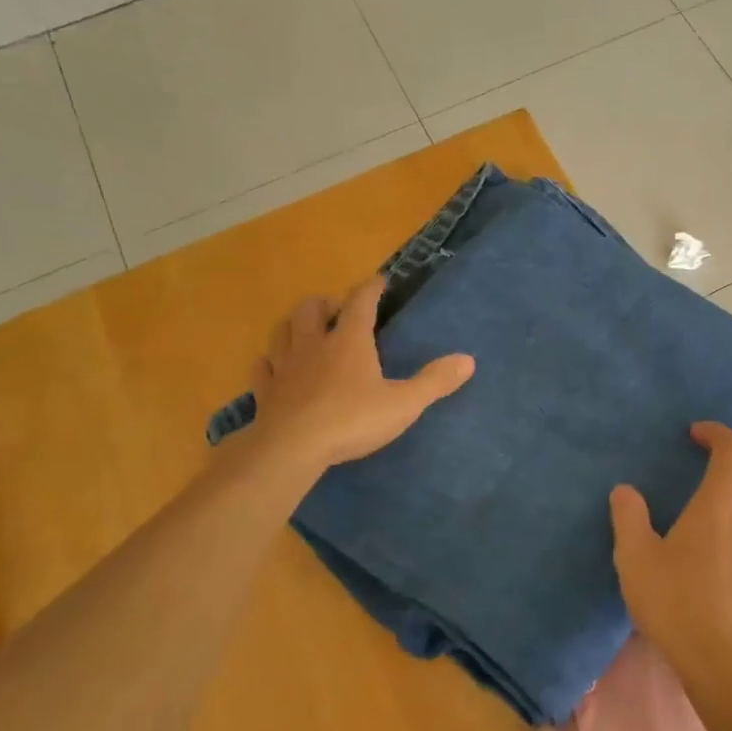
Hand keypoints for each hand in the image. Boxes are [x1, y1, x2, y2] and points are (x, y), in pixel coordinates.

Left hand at [244, 275, 473, 470]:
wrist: (291, 449)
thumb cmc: (352, 420)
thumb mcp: (403, 404)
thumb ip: (435, 381)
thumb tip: (468, 360)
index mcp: (349, 341)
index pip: (360, 302)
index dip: (371, 288)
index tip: (380, 281)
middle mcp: (314, 345)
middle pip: (311, 309)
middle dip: (325, 303)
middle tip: (336, 309)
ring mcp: (285, 367)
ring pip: (283, 331)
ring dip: (295, 325)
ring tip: (306, 330)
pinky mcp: (266, 392)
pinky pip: (263, 367)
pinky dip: (270, 362)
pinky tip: (274, 367)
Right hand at [610, 423, 731, 702]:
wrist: (727, 668)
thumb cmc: (678, 604)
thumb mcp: (636, 559)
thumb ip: (629, 518)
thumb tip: (626, 490)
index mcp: (720, 507)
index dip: (716, 433)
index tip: (694, 433)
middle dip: (712, 480)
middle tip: (680, 495)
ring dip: (720, 514)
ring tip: (688, 536)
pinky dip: (727, 542)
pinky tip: (702, 570)